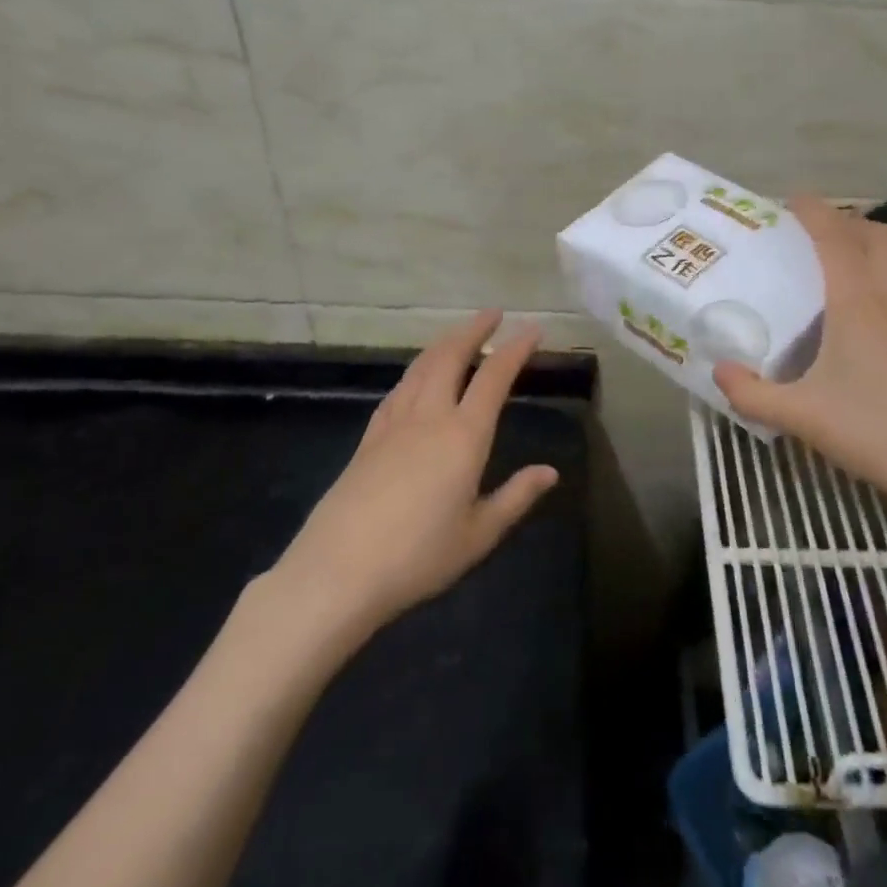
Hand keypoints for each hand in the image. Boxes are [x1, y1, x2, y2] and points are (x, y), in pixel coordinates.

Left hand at [274, 311, 557, 641]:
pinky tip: (417, 377)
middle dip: (473, 330)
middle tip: (492, 314)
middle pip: (451, 357)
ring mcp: (393, 425)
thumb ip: (516, 497)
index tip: (532, 329)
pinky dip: (416, 370)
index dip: (515, 349)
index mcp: (463, 436)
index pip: (494, 378)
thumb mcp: (478, 534)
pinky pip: (398, 389)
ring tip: (459, 334)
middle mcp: (429, 417)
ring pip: (421, 367)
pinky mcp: (368, 439)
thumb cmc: (418, 556)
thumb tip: (550, 472)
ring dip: (443, 343)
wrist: (337, 572)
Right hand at [713, 197, 886, 553]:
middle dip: (845, 223)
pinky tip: (884, 306)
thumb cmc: (877, 431)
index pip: (834, 235)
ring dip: (878, 244)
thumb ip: (752, 394)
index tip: (789, 202)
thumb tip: (717, 372)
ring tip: (849, 263)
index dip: (812, 210)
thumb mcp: (802, 417)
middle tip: (814, 239)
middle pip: (877, 234)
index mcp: (857, 300)